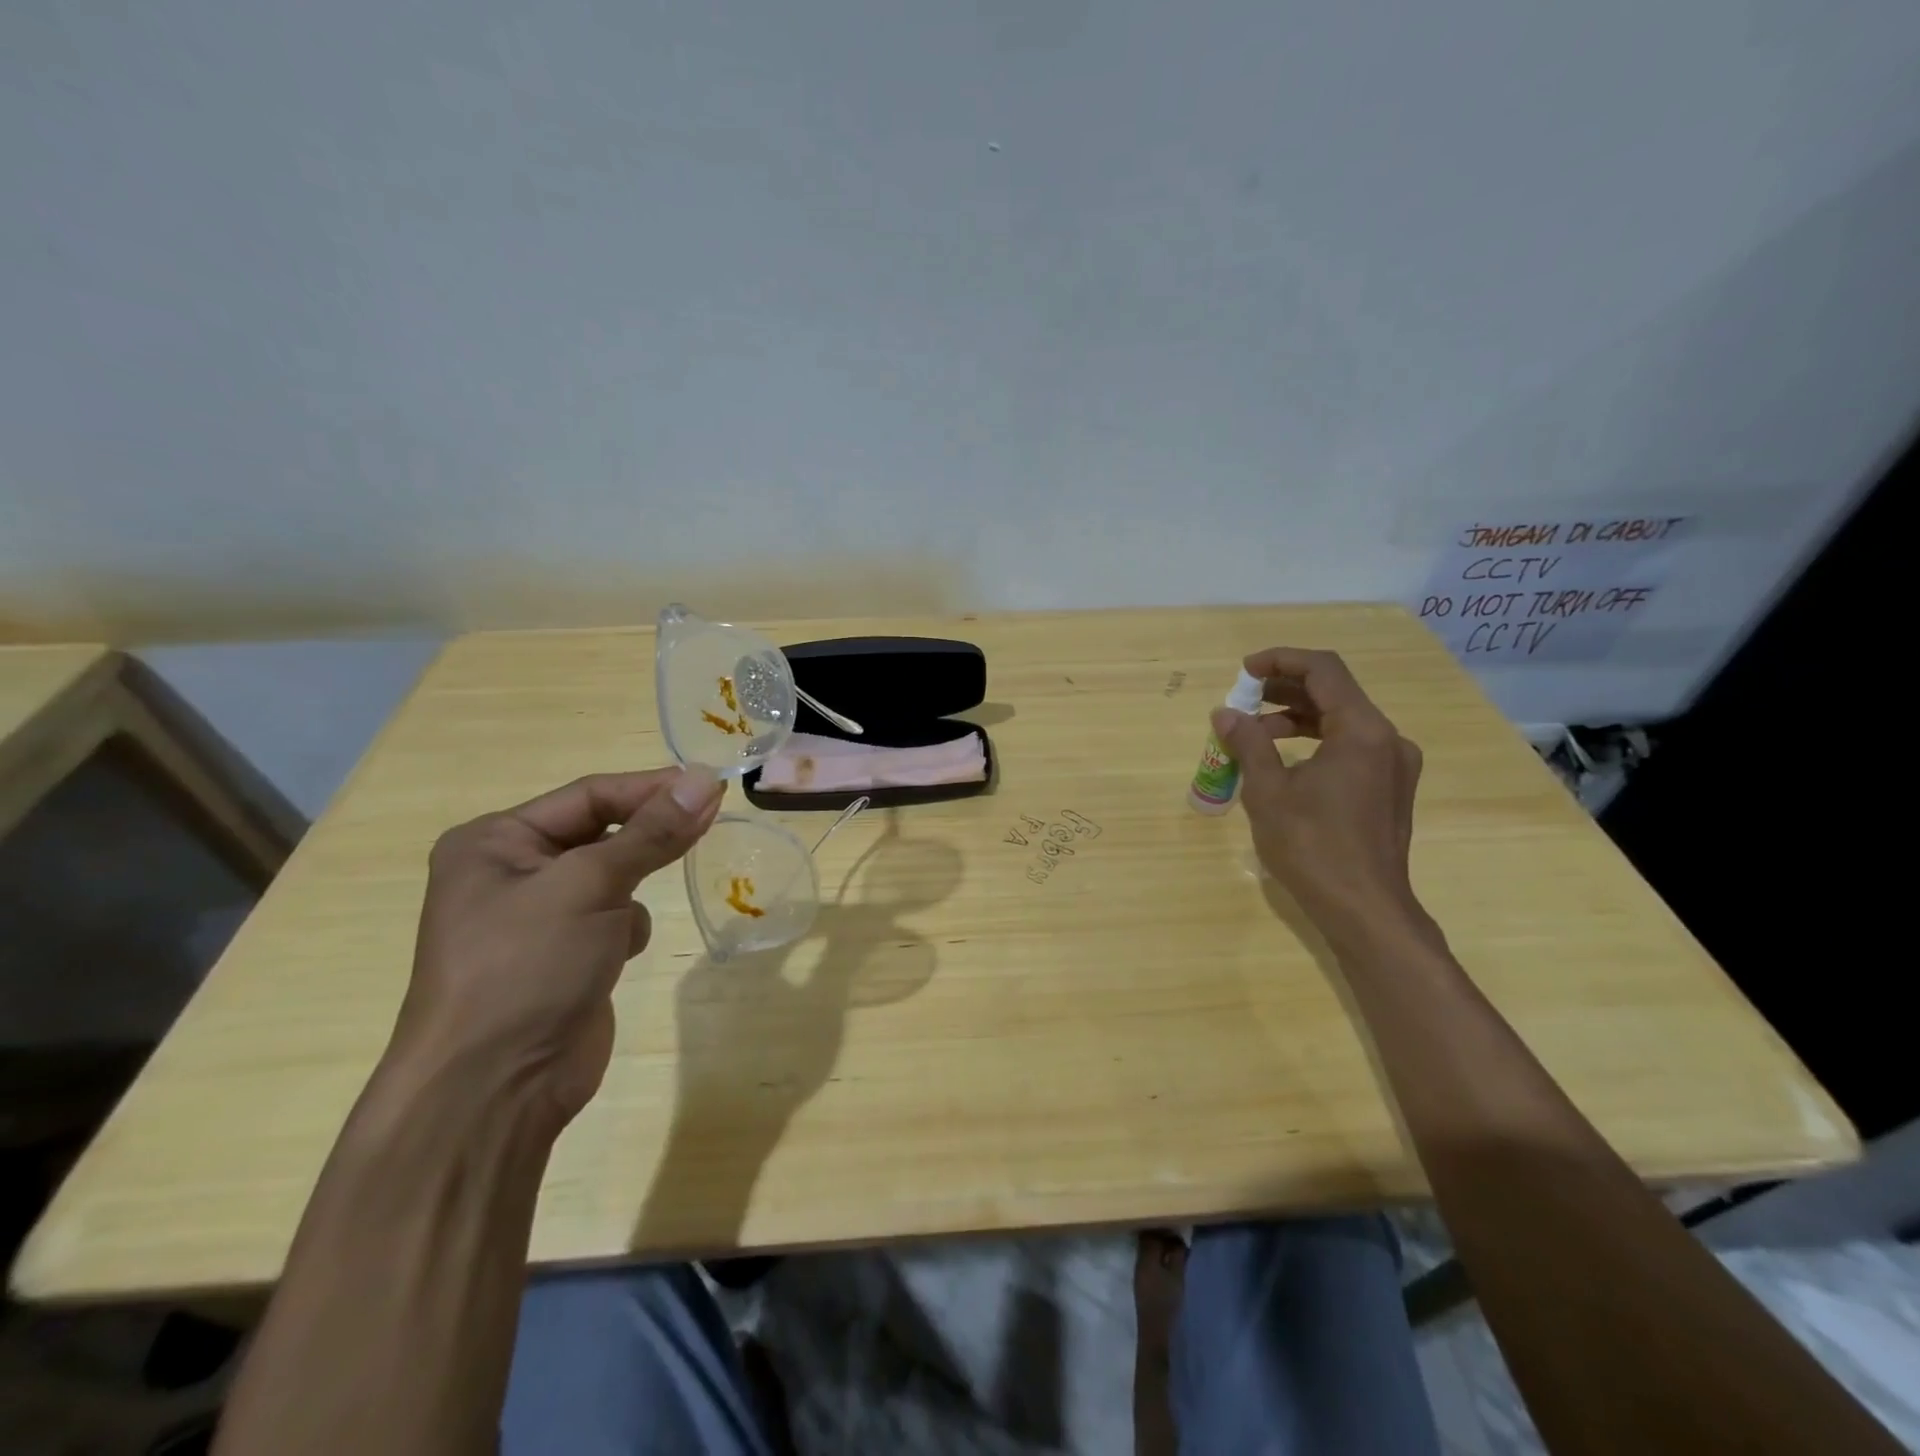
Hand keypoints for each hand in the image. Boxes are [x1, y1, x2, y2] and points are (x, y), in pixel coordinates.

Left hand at [393, 766, 725, 1126]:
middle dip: (648, 834)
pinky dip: (626, 926)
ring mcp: (539, 917)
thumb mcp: (590, 886)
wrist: (494, 1089)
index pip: (589, 796)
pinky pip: (614, 915)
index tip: (711, 784)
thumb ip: (652, 833)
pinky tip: (618, 953)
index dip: (651, 788)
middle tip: (710, 820)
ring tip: (636, 906)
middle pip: (601, 831)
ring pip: (613, 873)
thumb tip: (706, 779)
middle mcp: (512, 871)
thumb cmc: (526, 968)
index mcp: (496, 842)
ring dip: (633, 885)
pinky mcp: (566, 954)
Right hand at [1211, 647, 1424, 946]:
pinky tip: (1283, 761)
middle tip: (1241, 700)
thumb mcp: (1268, 792)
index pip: (1323, 670)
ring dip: (1296, 717)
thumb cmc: (1312, 847)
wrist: (1364, 909)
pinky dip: (1315, 741)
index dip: (1280, 660)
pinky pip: (1351, 746)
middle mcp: (1388, 739)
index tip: (1244, 671)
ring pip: (1342, 720)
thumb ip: (1248, 744)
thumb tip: (1225, 714)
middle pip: (1334, 692)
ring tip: (1253, 733)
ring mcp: (1394, 765)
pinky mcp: (1390, 788)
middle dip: (1284, 690)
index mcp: (1363, 731)